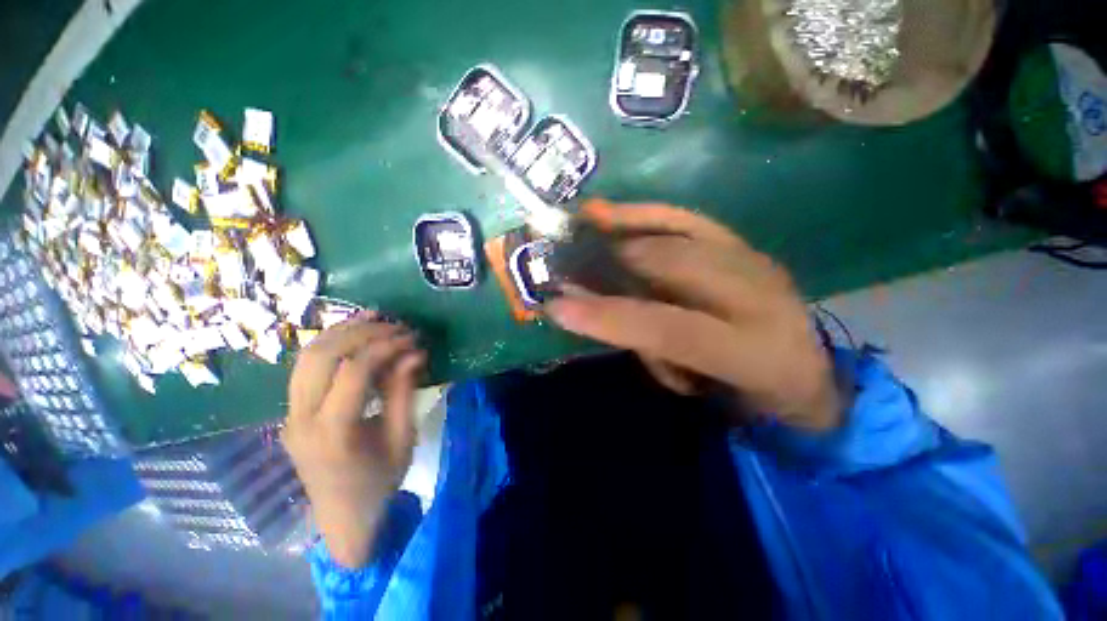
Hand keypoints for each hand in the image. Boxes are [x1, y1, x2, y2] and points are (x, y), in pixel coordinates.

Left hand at [282, 313, 424, 568]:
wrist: (343, 518)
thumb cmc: (379, 483)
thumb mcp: (402, 438)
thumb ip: (404, 392)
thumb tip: (415, 353)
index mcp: (332, 432)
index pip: (353, 371)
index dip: (384, 347)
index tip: (411, 337)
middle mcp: (301, 419)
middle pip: (321, 356)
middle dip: (361, 332)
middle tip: (394, 325)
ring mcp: (289, 415)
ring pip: (305, 357)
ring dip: (340, 332)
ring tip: (372, 319)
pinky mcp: (291, 412)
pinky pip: (304, 368)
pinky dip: (329, 345)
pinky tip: (352, 336)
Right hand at [546, 200, 841, 430]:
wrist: (805, 372)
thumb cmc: (744, 394)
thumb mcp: (695, 386)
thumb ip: (646, 347)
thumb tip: (592, 311)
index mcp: (752, 351)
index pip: (668, 328)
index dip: (609, 317)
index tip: (557, 307)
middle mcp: (759, 295)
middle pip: (672, 266)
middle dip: (610, 262)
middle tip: (565, 265)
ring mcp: (754, 260)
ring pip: (677, 234)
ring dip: (623, 231)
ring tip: (581, 227)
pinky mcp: (744, 243)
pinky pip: (688, 219)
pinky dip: (647, 213)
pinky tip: (614, 212)